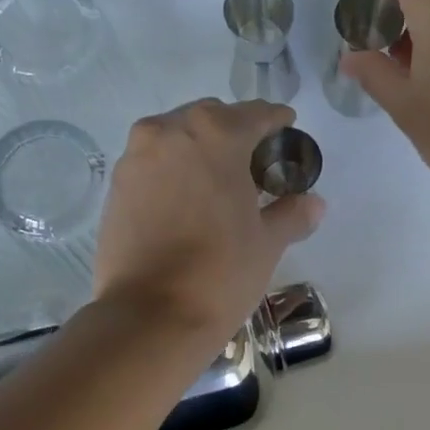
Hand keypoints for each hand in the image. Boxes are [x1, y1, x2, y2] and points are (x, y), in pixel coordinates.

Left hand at [93, 99, 324, 339]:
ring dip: (199, 150)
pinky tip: (186, 201)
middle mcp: (169, 132)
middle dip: (234, 133)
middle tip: (254, 163)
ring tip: (218, 182)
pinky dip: (172, 172)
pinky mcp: (116, 187)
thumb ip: (291, 213)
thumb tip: (313, 203)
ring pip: (175, 138)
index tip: (286, 125)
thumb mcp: (267, 242)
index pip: (255, 114)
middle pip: (210, 119)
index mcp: (215, 135)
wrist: (151, 315)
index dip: (275, 120)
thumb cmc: (221, 272)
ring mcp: (136, 158)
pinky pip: (152, 164)